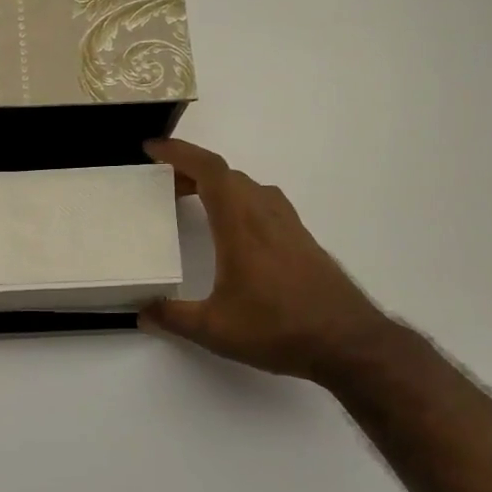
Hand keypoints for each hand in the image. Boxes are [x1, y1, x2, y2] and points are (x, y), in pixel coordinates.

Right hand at [140, 139, 395, 381]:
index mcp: (241, 225)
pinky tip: (235, 230)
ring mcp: (289, 226)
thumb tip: (142, 312)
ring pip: (249, 187)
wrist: (349, 343)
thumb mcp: (214, 329)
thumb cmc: (279, 329)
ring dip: (219, 186)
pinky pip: (265, 203)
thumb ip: (173, 317)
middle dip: (192, 171)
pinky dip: (240, 201)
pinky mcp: (303, 241)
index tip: (152, 148)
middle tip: (165, 185)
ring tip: (195, 201)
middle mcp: (266, 215)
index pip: (209, 171)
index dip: (179, 153)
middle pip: (227, 175)